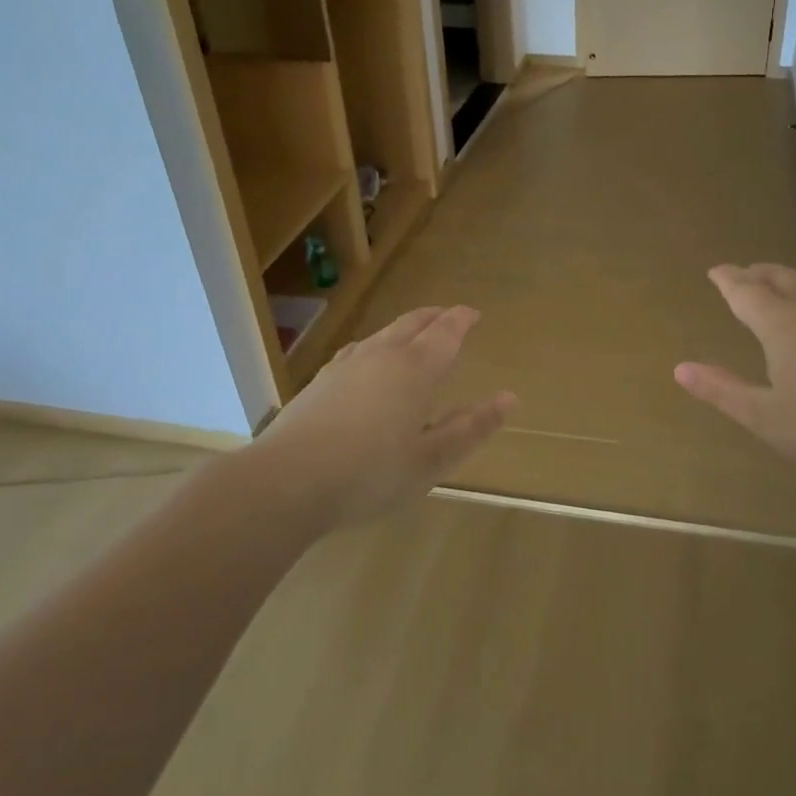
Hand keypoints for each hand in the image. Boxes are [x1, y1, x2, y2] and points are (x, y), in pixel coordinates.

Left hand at [259, 306, 516, 526]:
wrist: (287, 481)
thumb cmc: (371, 473)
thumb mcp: (432, 459)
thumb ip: (471, 428)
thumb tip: (509, 398)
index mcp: (415, 370)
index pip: (445, 332)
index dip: (462, 320)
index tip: (474, 314)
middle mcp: (381, 356)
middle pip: (412, 323)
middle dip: (434, 317)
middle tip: (449, 316)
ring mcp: (345, 366)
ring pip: (382, 334)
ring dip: (404, 329)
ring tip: (413, 335)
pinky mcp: (319, 382)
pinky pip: (357, 351)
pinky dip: (375, 347)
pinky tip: (366, 362)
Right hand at [675, 265, 795, 486]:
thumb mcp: (765, 418)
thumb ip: (722, 391)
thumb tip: (681, 368)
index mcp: (781, 324)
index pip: (745, 290)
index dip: (727, 279)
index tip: (716, 270)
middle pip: (780, 277)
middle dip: (756, 273)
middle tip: (742, 275)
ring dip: (785, 288)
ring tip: (775, 303)